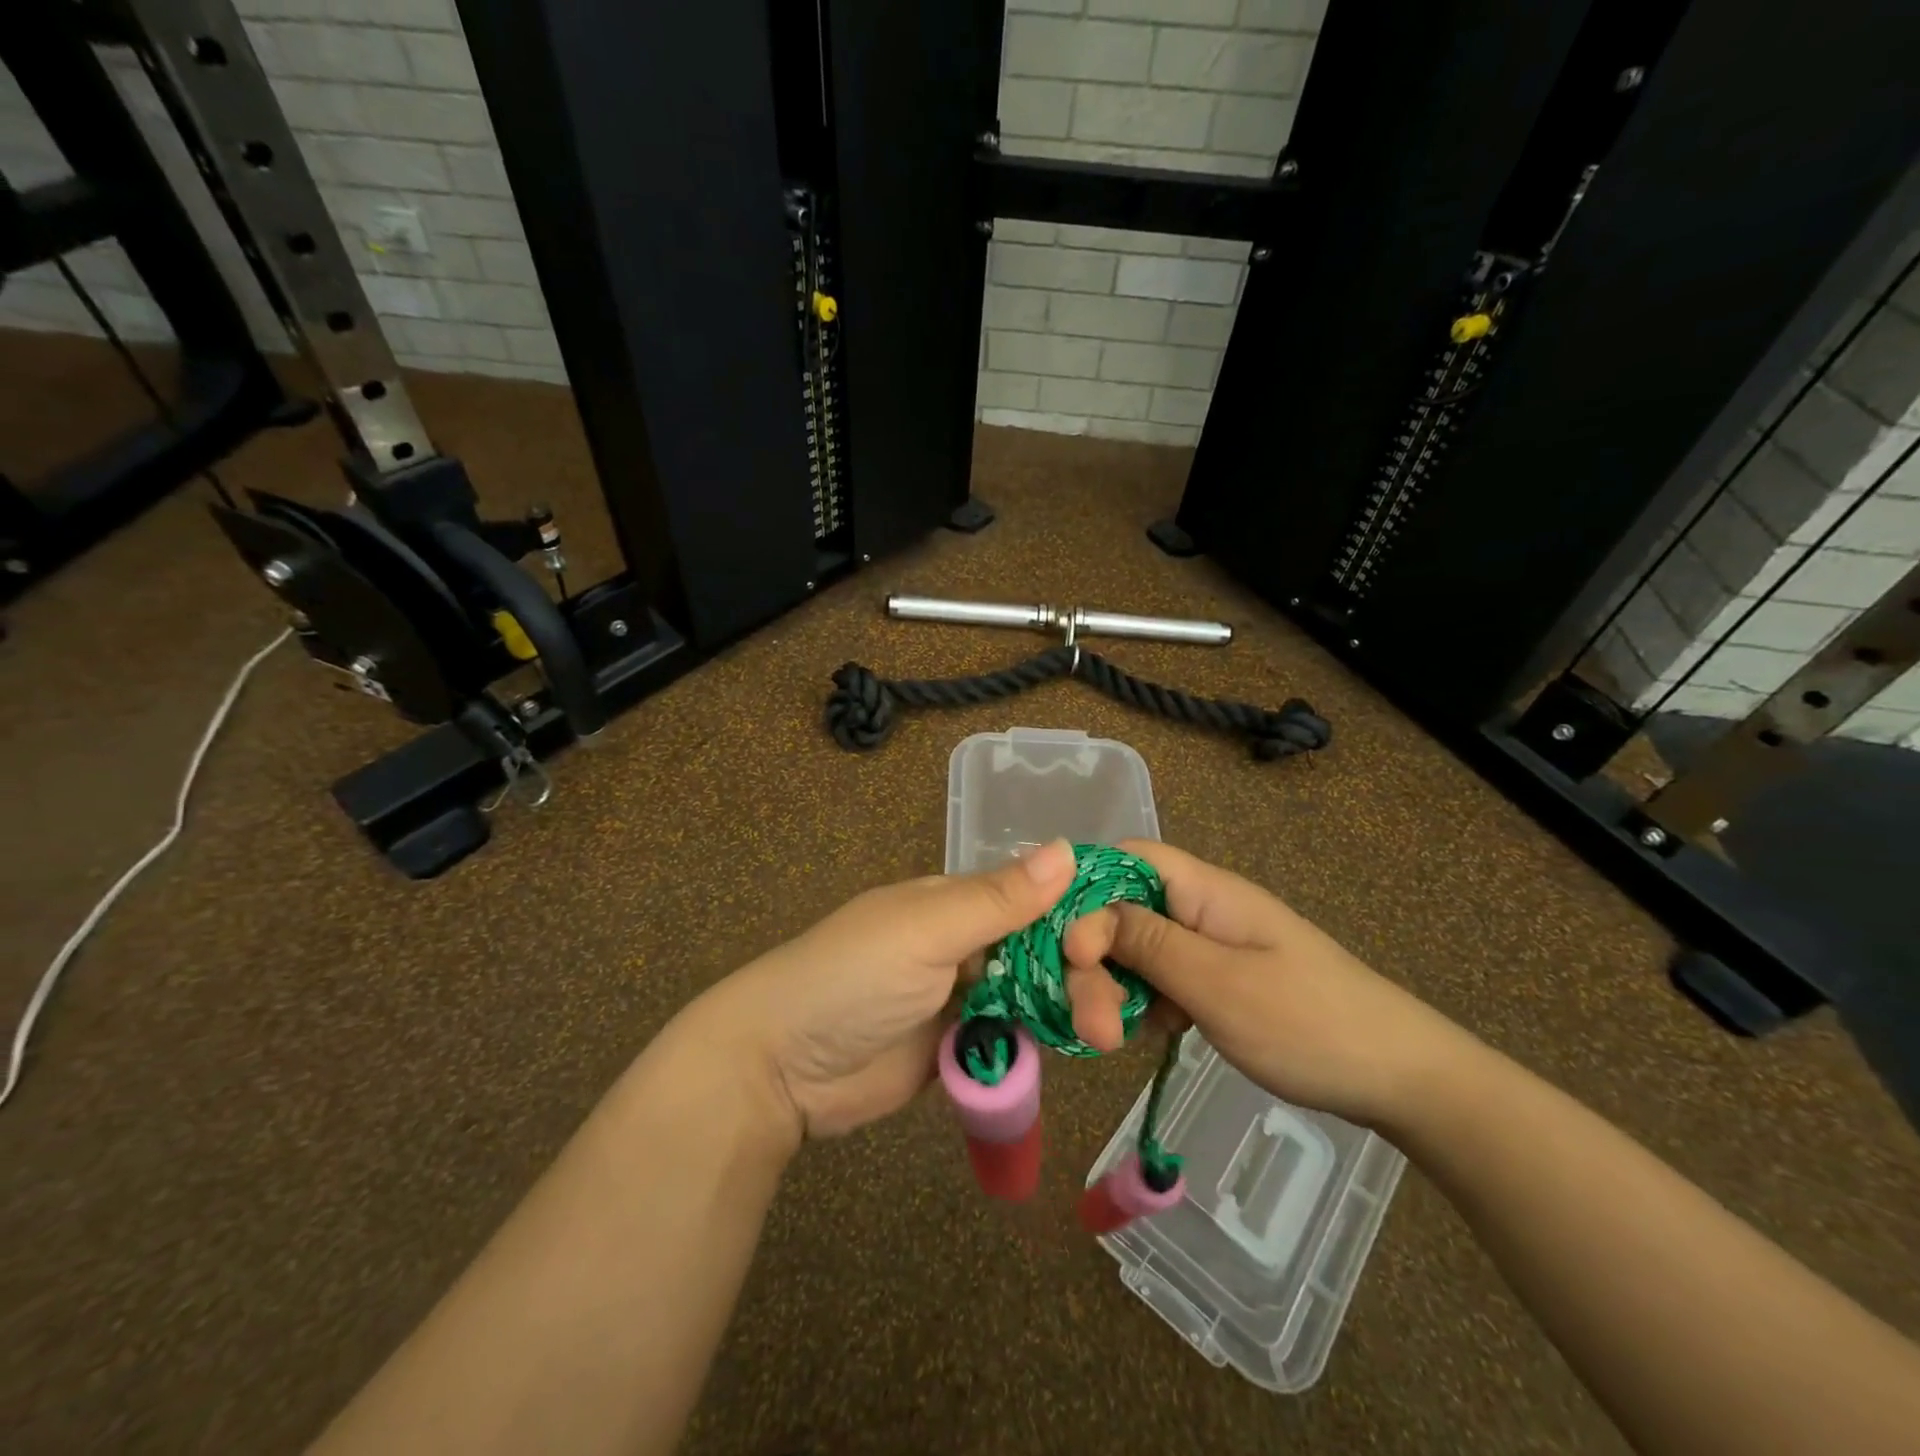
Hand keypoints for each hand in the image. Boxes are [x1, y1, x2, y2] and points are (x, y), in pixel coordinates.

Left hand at [699, 840, 1080, 1139]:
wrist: (778, 1067)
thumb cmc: (851, 978)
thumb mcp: (926, 931)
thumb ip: (997, 898)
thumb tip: (1068, 847)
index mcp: (955, 902)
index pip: (1034, 898)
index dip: (1078, 916)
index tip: (1119, 945)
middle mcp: (964, 943)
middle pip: (1040, 952)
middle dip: (1078, 977)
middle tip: (1109, 1020)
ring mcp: (960, 998)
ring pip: (1032, 996)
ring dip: (1067, 1012)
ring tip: (1103, 1039)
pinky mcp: (956, 1048)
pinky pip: (1010, 1039)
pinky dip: (1039, 1043)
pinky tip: (1076, 1052)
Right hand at [1060, 840, 1473, 1127]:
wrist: (1402, 1079)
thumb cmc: (1308, 1023)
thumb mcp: (1217, 984)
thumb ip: (1147, 944)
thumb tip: (1085, 917)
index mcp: (1205, 890)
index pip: (1126, 859)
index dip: (1085, 893)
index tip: (1068, 950)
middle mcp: (1201, 909)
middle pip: (1123, 912)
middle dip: (1096, 962)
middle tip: (1090, 1025)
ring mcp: (1210, 946)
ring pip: (1137, 950)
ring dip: (1115, 989)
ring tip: (1110, 1040)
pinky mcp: (1217, 980)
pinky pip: (1161, 979)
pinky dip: (1143, 1004)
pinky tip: (1141, 1036)